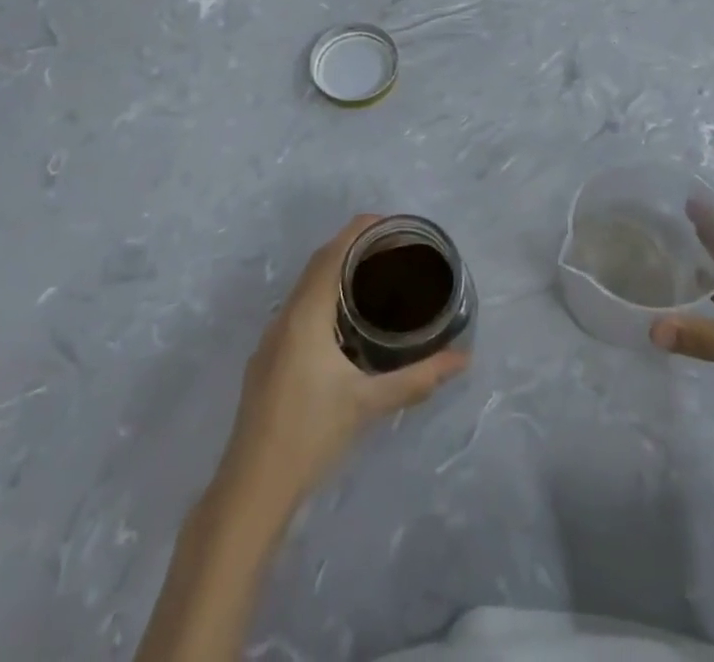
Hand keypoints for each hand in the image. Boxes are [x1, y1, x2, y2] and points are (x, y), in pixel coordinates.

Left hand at [217, 216, 468, 517]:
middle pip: (318, 265)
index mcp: (306, 315)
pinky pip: (298, 309)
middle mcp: (284, 317)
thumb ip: (417, 379)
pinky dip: (323, 297)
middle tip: (391, 249)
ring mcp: (271, 339)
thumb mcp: (368, 404)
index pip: (331, 254)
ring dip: (335, 273)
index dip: (358, 231)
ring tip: (373, 279)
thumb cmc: (310, 436)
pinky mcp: (267, 360)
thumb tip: (463, 360)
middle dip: (351, 248)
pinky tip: (343, 324)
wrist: (250, 490)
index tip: (390, 223)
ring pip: (305, 288)